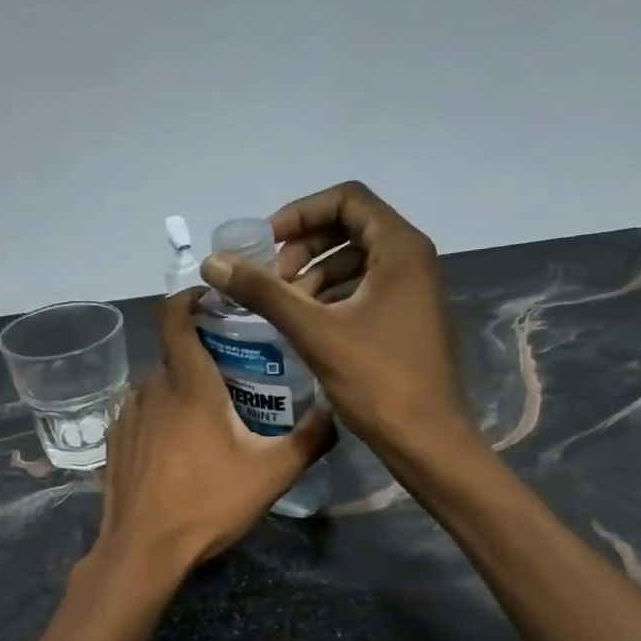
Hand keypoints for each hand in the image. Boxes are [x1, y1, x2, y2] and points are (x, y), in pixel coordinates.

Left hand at [92, 290, 335, 574]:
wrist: (143, 550)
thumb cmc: (208, 503)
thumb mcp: (271, 474)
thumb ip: (310, 439)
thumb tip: (334, 411)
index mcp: (189, 384)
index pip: (174, 316)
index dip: (189, 298)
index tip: (210, 300)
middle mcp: (151, 389)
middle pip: (174, 356)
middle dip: (202, 358)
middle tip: (234, 378)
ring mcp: (127, 416)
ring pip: (157, 388)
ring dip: (180, 392)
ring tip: (207, 420)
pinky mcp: (113, 443)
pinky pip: (141, 416)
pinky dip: (159, 419)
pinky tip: (177, 451)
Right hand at [199, 182, 468, 456]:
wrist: (426, 440)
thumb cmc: (377, 380)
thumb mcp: (315, 332)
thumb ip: (264, 293)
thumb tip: (213, 263)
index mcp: (400, 249)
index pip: (347, 199)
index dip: (301, 213)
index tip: (267, 243)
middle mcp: (413, 260)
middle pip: (352, 227)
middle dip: (305, 246)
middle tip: (273, 280)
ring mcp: (414, 291)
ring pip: (357, 261)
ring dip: (316, 274)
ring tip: (285, 305)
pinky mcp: (409, 319)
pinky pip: (366, 289)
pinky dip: (333, 297)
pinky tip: (307, 325)